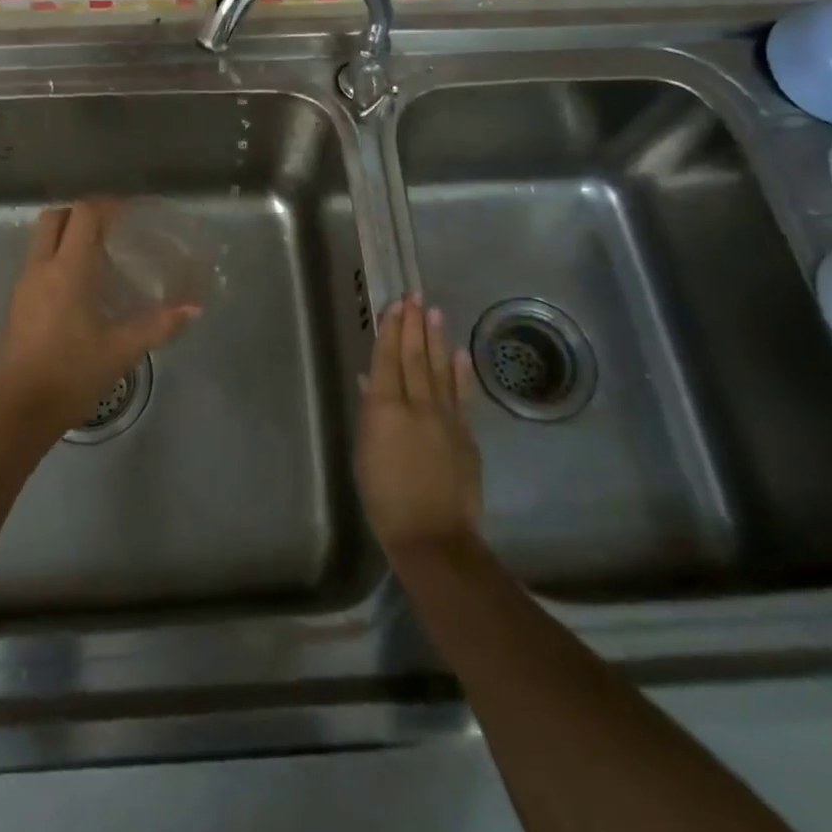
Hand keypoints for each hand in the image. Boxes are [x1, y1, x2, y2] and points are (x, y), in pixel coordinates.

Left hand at [0, 201, 198, 440]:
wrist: (21, 411)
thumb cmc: (72, 374)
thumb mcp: (122, 350)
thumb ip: (160, 325)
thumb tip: (195, 308)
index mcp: (67, 270)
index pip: (83, 215)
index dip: (108, 206)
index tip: (130, 216)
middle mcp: (41, 268)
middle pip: (54, 217)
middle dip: (81, 214)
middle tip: (111, 229)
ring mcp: (24, 286)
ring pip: (41, 240)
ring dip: (67, 235)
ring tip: (99, 256)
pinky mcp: (17, 304)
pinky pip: (36, 263)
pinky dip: (57, 258)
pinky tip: (81, 288)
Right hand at [356, 295, 481, 556]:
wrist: (432, 535)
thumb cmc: (384, 497)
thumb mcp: (365, 452)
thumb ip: (370, 412)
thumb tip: (370, 380)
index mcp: (385, 408)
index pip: (387, 358)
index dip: (391, 329)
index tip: (396, 304)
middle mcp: (417, 404)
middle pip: (414, 356)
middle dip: (414, 324)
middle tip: (415, 296)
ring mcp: (446, 417)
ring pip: (439, 368)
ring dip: (436, 338)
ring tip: (435, 311)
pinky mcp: (466, 433)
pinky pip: (462, 394)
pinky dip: (461, 371)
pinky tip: (459, 352)